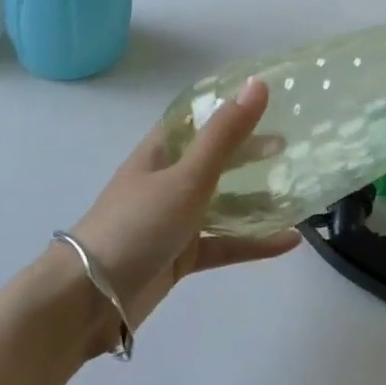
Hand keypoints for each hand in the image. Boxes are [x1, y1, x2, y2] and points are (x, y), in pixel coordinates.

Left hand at [62, 77, 296, 354]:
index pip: (197, 118)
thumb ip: (225, 135)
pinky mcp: (181, 256)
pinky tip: (289, 240)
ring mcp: (173, 220)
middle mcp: (167, 180)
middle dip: (248, 152)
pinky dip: (254, 241)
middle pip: (214, 159)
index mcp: (160, 152)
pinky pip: (224, 242)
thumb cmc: (137, 225)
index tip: (267, 98)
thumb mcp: (187, 177)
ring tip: (296, 191)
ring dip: (256, 199)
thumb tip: (258, 84)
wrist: (89, 300)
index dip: (228, 106)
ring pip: (222, 203)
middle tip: (289, 146)